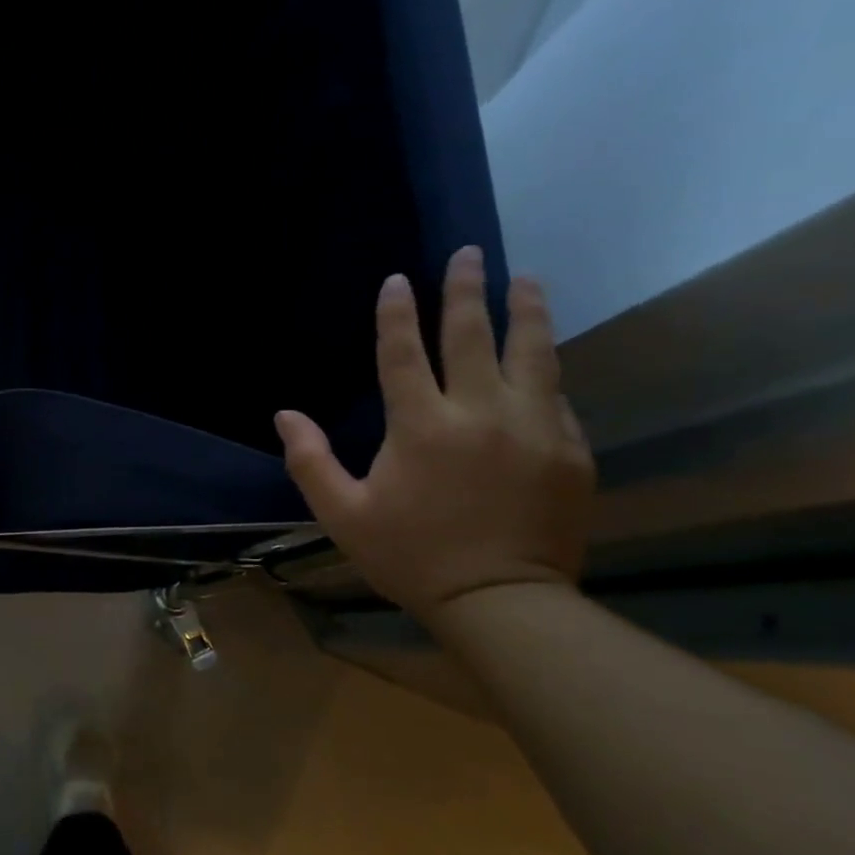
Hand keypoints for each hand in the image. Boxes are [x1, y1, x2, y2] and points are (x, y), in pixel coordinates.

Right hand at [274, 246, 594, 623]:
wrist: (500, 601)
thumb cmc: (409, 556)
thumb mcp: (342, 513)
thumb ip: (310, 460)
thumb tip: (285, 415)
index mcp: (421, 427)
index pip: (404, 353)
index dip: (397, 313)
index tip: (397, 280)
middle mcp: (481, 413)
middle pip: (474, 336)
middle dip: (467, 290)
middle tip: (469, 253)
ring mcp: (533, 428)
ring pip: (534, 353)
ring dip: (526, 311)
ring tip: (526, 280)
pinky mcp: (569, 449)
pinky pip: (555, 396)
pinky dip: (542, 370)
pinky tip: (539, 359)